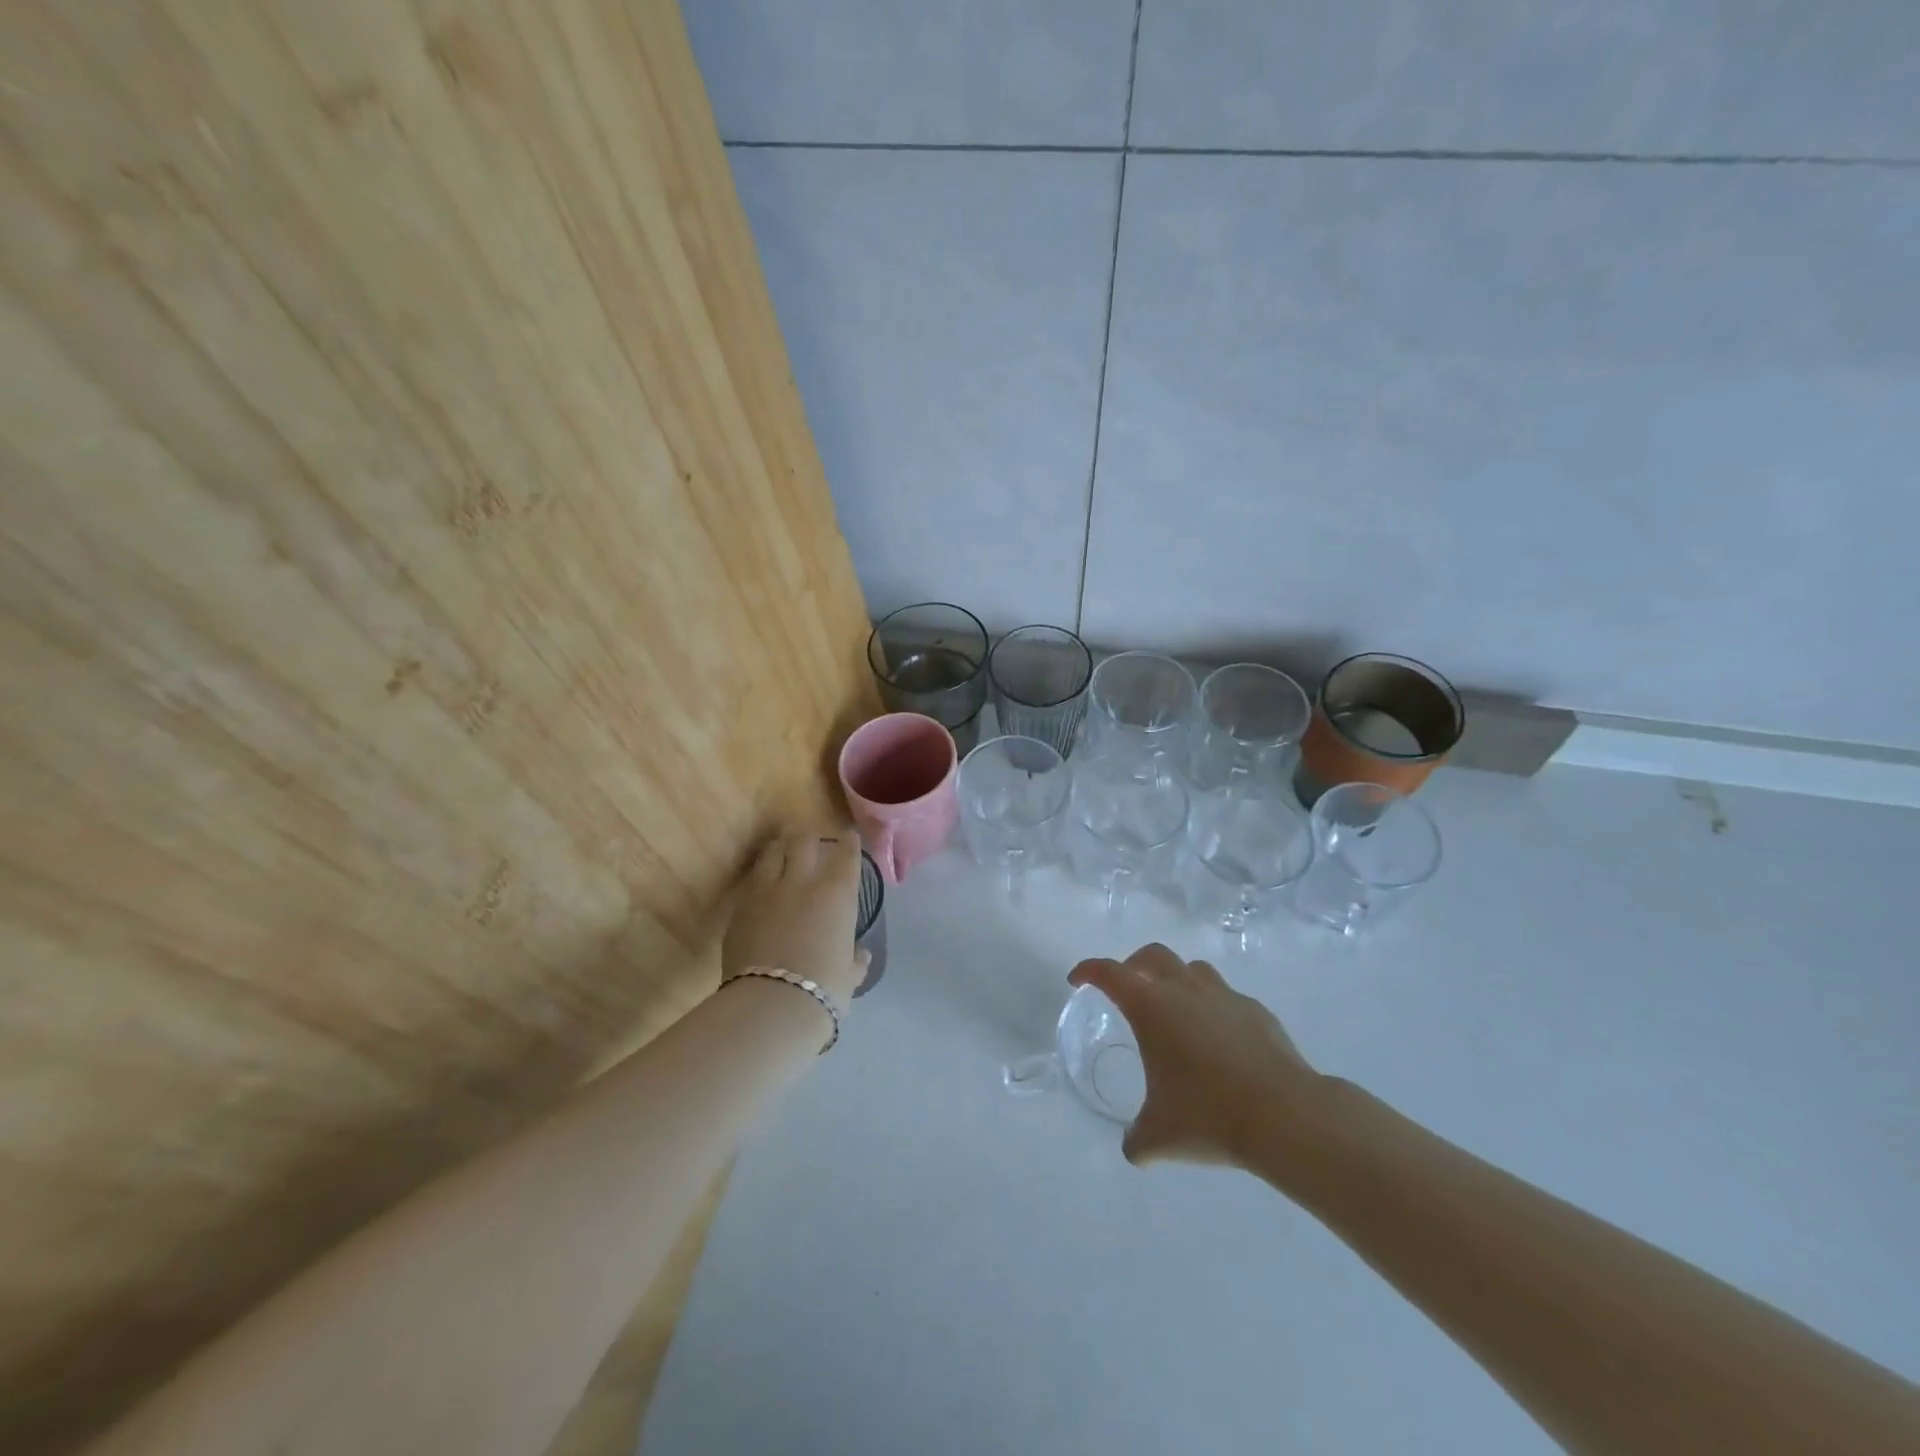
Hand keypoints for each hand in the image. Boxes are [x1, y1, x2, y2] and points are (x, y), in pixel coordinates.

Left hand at [723, 833, 867, 1005]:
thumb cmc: (823, 989)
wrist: (771, 1004)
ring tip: (782, 852)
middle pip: (804, 840)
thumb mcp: (849, 976)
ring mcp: (766, 891)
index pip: (846, 854)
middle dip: (810, 836)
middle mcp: (802, 881)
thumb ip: (855, 960)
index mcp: (837, 893)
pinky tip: (761, 885)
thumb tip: (860, 955)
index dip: (848, 842)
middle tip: (812, 840)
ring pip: (772, 852)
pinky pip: (751, 880)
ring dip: (780, 848)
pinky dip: (760, 877)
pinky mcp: (739, 907)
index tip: (848, 836)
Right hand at [1069, 944, 1319, 1167]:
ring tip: (1175, 1011)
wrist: (1286, 1116)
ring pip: (1193, 970)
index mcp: (1151, 1007)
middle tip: (1126, 988)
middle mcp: (1185, 989)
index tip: (1077, 979)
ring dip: (1176, 980)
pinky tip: (1218, 1040)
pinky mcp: (1257, 1011)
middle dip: (1133, 966)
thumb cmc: (1209, 1116)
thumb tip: (1133, 1148)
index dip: (1088, 971)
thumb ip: (1136, 1139)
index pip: (1109, 973)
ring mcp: (1224, 996)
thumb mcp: (1159, 1136)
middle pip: (1152, 955)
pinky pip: (1226, 998)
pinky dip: (1213, 1007)